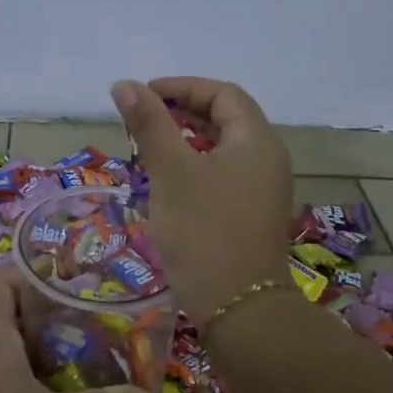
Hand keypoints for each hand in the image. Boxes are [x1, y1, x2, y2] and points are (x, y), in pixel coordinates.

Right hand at [111, 76, 293, 318]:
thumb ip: (149, 124)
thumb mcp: (171, 172)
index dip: (182, 87)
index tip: (144, 96)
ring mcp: (264, 191)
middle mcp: (268, 159)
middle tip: (143, 121)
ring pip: (223, 150)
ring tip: (149, 150)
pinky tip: (168, 186)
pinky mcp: (253, 216)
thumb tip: (124, 84)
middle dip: (182, 113)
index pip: (222, 94)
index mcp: (256, 140)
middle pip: (226, 119)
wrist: (239, 308)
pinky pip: (224, 176)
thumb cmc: (203, 231)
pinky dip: (196, 169)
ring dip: (187, 142)